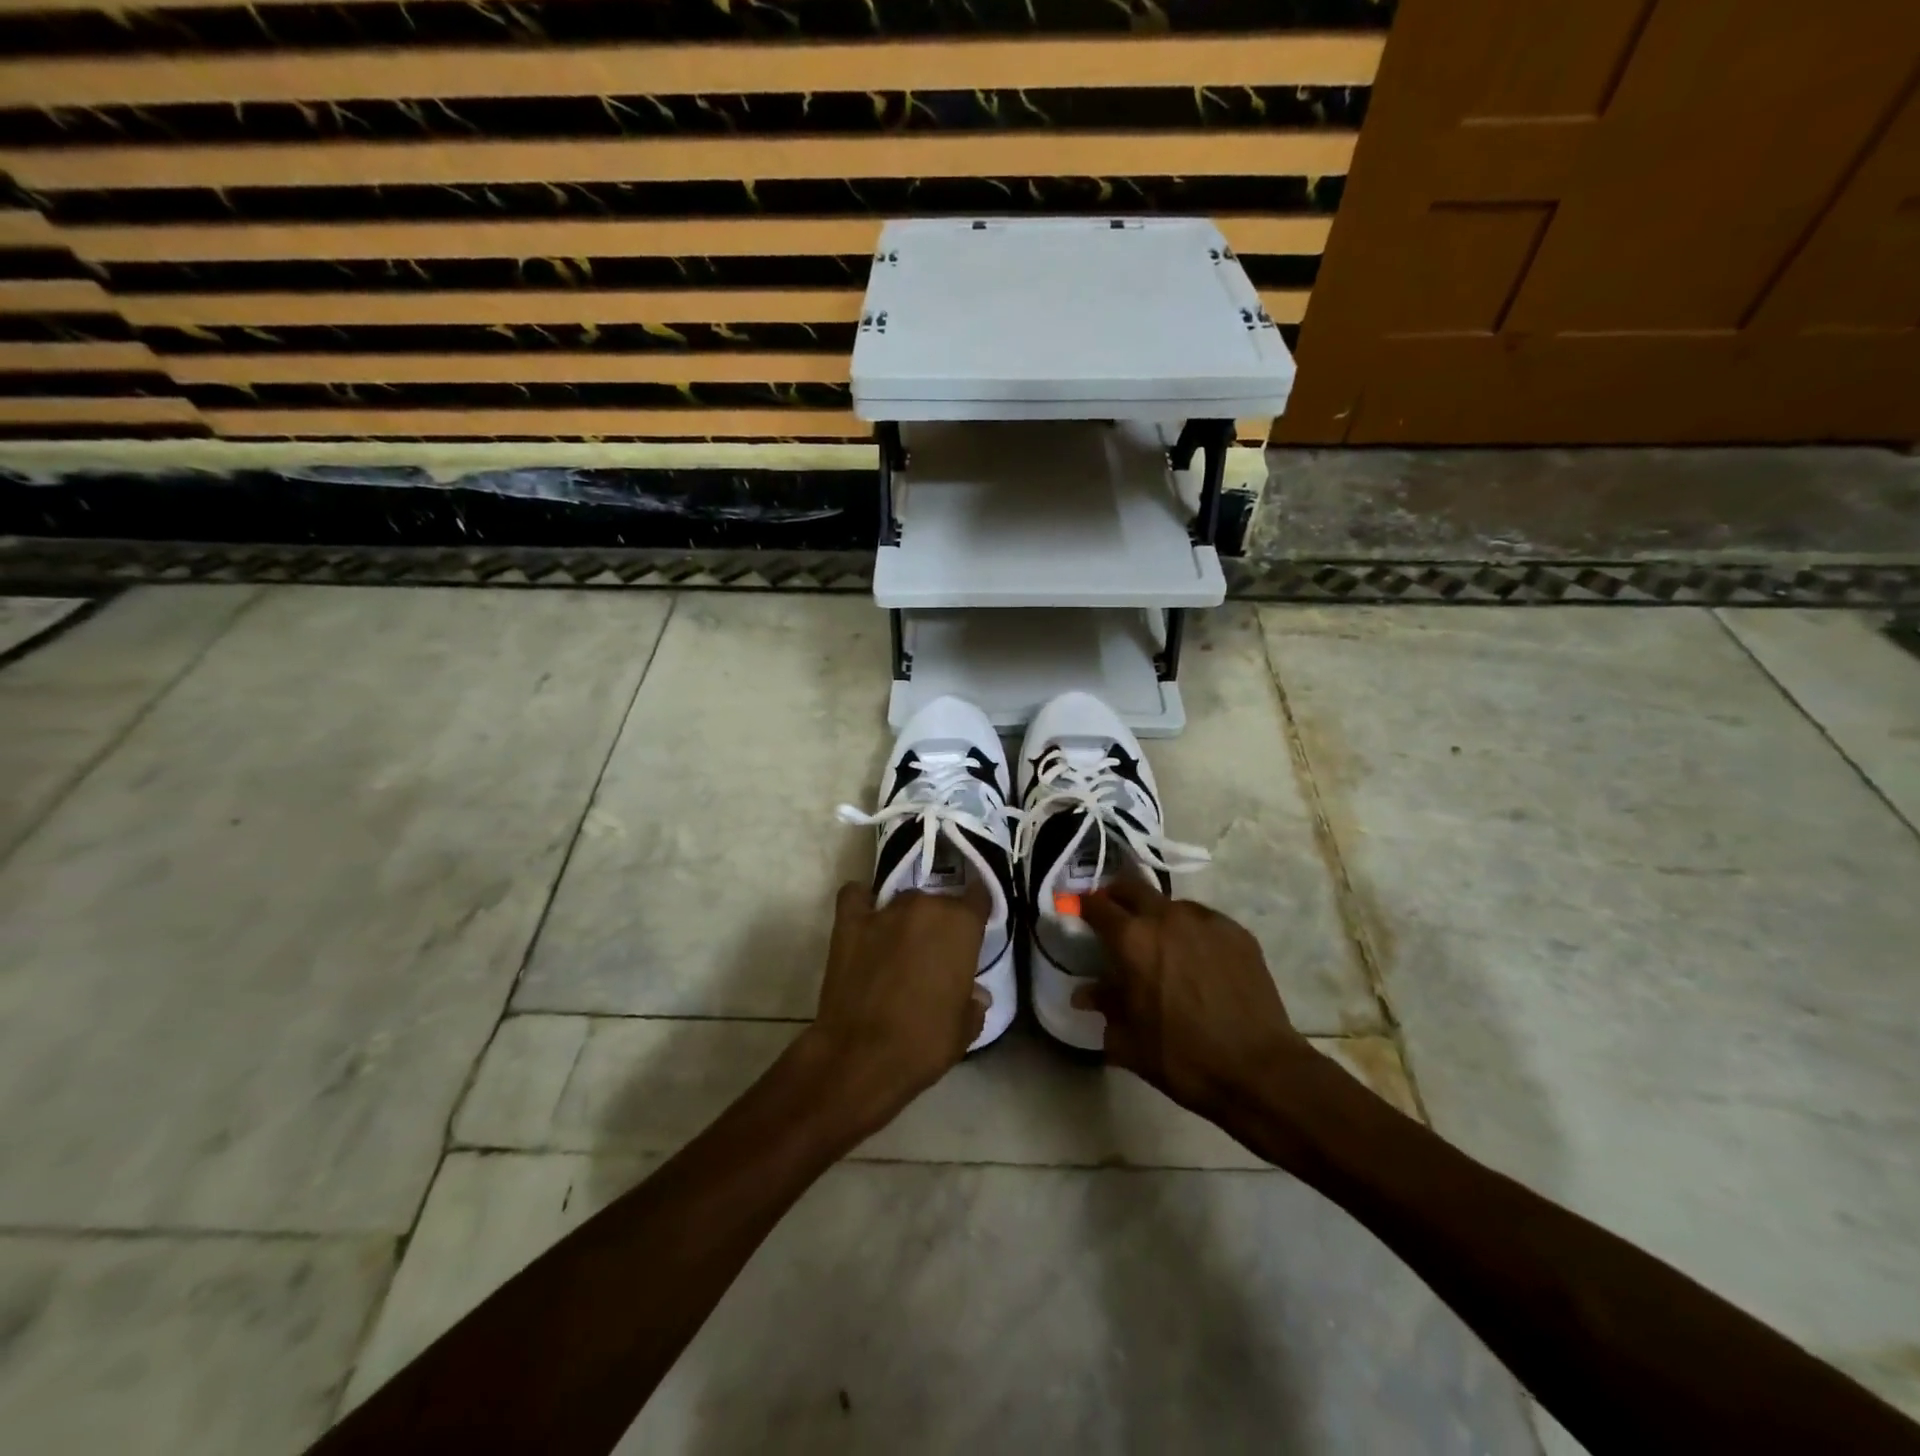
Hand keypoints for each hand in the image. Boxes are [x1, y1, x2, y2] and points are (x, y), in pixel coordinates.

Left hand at [803, 881, 988, 1134]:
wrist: (862, 1057)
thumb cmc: (925, 1043)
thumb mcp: (965, 1028)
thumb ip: (974, 1002)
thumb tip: (975, 994)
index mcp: (961, 925)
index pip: (979, 896)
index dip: (977, 911)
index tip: (974, 929)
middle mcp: (925, 907)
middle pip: (939, 900)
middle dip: (940, 921)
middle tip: (936, 952)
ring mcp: (884, 912)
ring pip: (902, 900)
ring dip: (906, 917)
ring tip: (899, 944)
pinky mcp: (849, 923)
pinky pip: (855, 896)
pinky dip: (861, 903)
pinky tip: (864, 919)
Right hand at [1079, 878, 1316, 1124]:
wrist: (1259, 1070)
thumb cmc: (1183, 1057)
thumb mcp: (1129, 1040)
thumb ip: (1104, 1006)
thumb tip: (1085, 994)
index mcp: (1133, 939)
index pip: (1096, 905)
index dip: (1083, 906)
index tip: (1078, 913)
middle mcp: (1167, 917)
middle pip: (1133, 887)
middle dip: (1117, 897)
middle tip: (1114, 918)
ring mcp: (1206, 921)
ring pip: (1170, 903)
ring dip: (1157, 915)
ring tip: (1160, 943)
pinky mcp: (1237, 932)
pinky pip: (1203, 921)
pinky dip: (1191, 931)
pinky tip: (1197, 959)